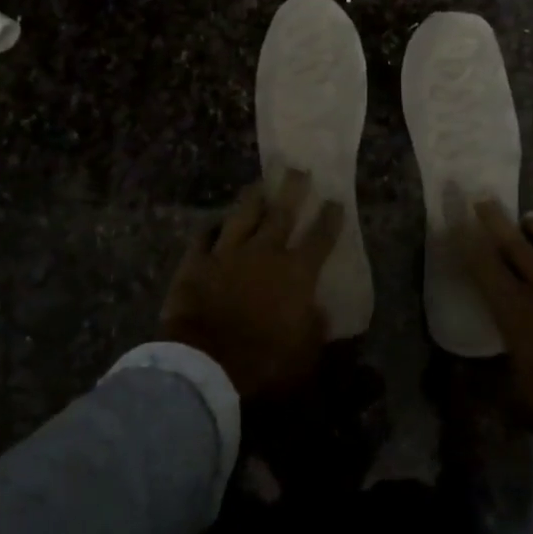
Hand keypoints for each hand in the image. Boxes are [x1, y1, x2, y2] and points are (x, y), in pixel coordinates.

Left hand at [161, 170, 344, 397]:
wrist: (205, 363)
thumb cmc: (263, 362)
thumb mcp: (305, 355)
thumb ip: (316, 328)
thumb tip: (320, 310)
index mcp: (296, 273)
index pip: (319, 238)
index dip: (329, 219)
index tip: (336, 201)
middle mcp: (264, 253)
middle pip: (281, 214)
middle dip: (292, 190)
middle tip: (298, 170)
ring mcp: (227, 253)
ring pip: (243, 215)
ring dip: (253, 199)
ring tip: (259, 184)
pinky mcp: (196, 262)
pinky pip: (204, 237)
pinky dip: (212, 228)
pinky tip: (216, 222)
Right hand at [454, 201, 532, 464]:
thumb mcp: (521, 403)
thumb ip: (492, 388)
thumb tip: (467, 379)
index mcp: (516, 310)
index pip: (485, 269)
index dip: (468, 245)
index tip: (456, 221)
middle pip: (517, 250)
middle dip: (497, 224)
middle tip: (484, 199)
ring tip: (530, 216)